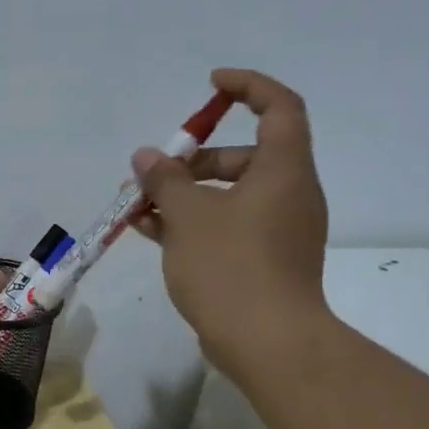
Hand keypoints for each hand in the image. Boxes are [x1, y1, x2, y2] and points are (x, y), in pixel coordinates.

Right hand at [131, 70, 331, 380]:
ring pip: (230, 196)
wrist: (267, 343)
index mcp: (283, 171)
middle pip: (245, 156)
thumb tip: (147, 156)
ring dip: (186, 195)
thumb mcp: (188, 216)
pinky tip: (152, 232)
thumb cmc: (230, 267)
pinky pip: (228, 226)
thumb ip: (165, 180)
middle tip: (154, 172)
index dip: (247, 87)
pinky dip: (195, 223)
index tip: (211, 85)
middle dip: (194, 159)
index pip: (279, 107)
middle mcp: (288, 194)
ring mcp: (278, 231)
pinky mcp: (265, 261)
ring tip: (140, 207)